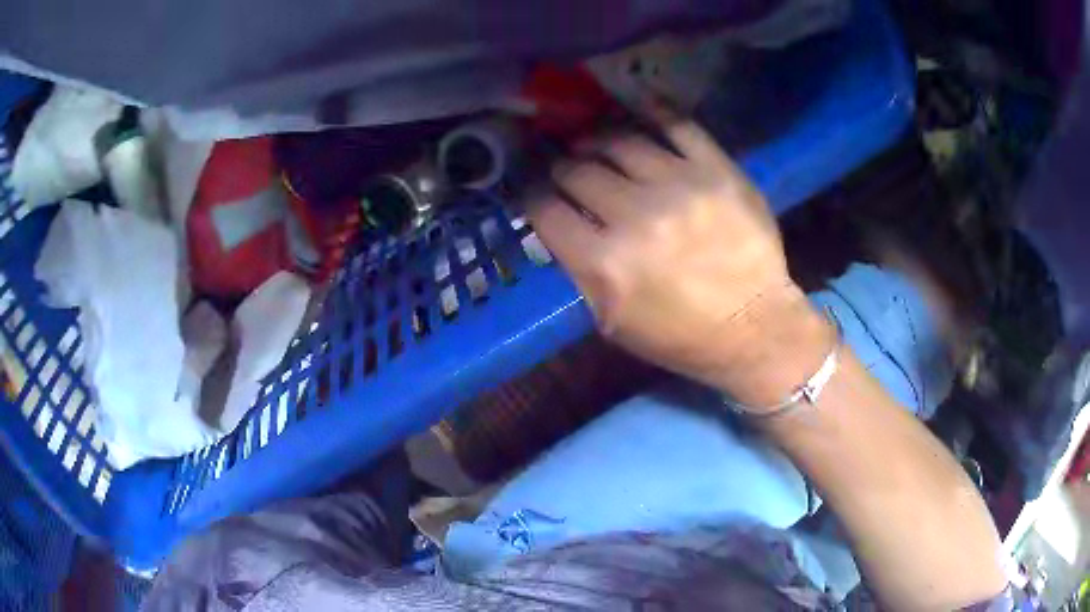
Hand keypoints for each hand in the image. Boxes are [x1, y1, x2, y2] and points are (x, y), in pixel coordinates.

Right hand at [527, 118, 830, 404]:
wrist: (755, 328)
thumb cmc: (680, 336)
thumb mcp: (612, 320)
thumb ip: (580, 269)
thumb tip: (559, 221)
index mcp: (605, 263)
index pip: (545, 210)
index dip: (533, 197)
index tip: (537, 193)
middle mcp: (637, 216)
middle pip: (577, 170)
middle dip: (563, 169)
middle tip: (568, 170)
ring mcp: (680, 186)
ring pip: (618, 142)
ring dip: (597, 141)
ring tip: (596, 144)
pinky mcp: (717, 170)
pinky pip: (677, 124)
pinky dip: (651, 110)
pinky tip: (636, 107)